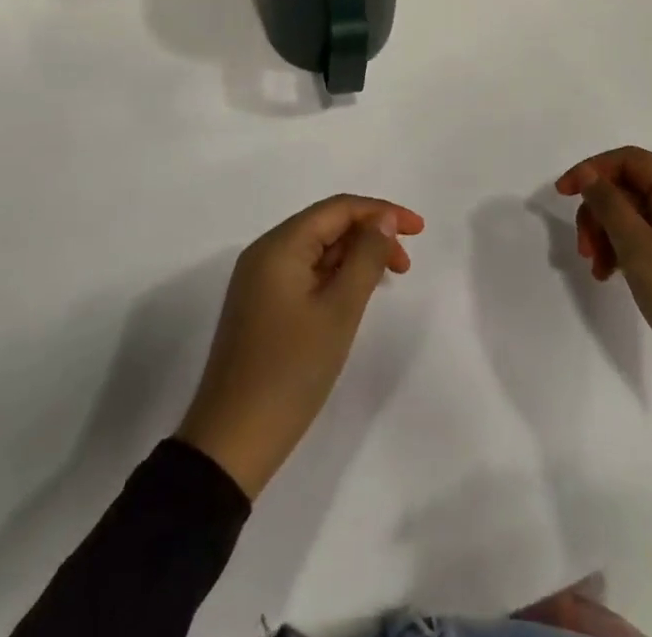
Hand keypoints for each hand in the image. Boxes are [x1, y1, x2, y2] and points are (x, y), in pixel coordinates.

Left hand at [176, 195, 424, 498]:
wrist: (231, 443)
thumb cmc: (290, 372)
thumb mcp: (339, 312)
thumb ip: (365, 258)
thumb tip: (383, 219)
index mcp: (279, 245)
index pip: (338, 208)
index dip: (381, 211)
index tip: (419, 230)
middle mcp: (265, 252)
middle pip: (326, 225)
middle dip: (369, 235)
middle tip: (406, 265)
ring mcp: (259, 280)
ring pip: (316, 250)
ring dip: (353, 256)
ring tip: (386, 279)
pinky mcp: (260, 305)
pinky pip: (304, 273)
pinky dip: (333, 276)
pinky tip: (353, 296)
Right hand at [556, 147, 651, 418]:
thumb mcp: (639, 248)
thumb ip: (610, 205)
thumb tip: (590, 175)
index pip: (631, 160)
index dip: (593, 169)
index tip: (563, 194)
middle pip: (630, 189)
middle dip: (599, 212)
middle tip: (583, 247)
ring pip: (634, 217)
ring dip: (607, 235)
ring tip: (596, 269)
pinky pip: (646, 241)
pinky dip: (624, 252)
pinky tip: (610, 276)